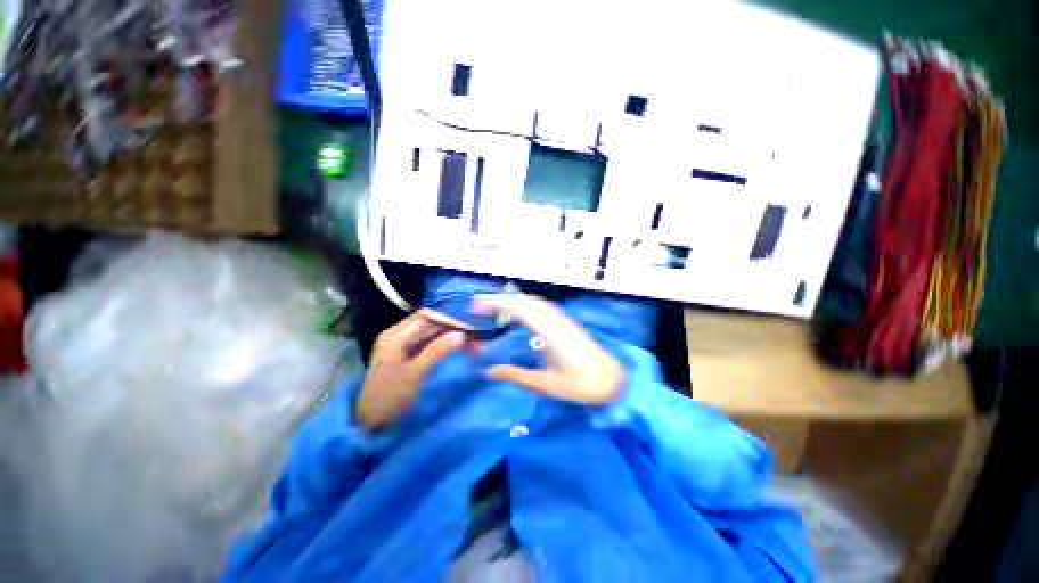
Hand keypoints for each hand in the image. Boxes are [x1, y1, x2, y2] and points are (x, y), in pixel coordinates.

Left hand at [356, 311, 464, 428]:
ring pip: (434, 335)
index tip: (469, 325)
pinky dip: (447, 346)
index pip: (426, 316)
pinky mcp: (411, 358)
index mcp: (395, 335)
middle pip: (431, 324)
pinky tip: (461, 349)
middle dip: (453, 328)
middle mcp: (400, 336)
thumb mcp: (414, 374)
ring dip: (453, 337)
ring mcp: (405, 347)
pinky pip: (432, 345)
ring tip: (474, 344)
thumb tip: (461, 334)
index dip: (448, 318)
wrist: (372, 425)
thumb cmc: (389, 398)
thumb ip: (437, 352)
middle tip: (476, 336)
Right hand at [476, 294, 624, 405]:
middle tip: (479, 306)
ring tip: (494, 306)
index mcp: (549, 333)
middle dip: (500, 299)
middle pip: (525, 300)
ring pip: (534, 301)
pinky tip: (520, 310)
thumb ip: (516, 376)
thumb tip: (488, 372)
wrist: (612, 380)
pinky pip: (542, 306)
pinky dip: (526, 303)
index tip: (477, 305)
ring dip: (513, 299)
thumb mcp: (545, 385)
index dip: (497, 303)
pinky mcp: (566, 322)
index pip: (519, 309)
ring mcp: (562, 319)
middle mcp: (555, 320)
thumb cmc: (580, 385)